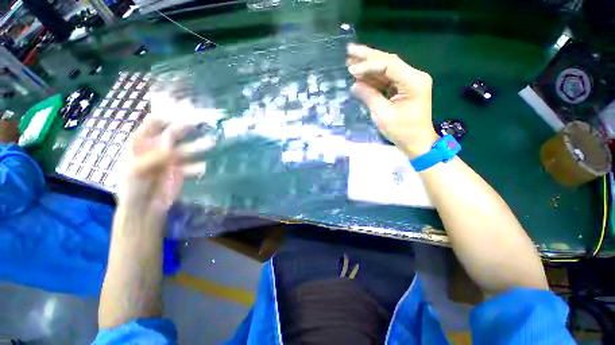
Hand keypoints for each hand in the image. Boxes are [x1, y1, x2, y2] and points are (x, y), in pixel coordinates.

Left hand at [116, 118, 213, 211]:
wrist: (144, 208)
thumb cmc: (132, 188)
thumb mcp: (136, 172)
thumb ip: (152, 159)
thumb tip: (171, 150)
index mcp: (142, 143)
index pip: (153, 123)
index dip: (166, 116)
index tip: (181, 112)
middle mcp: (159, 148)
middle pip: (174, 133)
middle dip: (186, 127)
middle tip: (200, 122)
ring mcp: (172, 159)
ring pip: (188, 148)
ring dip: (199, 146)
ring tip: (211, 143)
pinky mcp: (182, 170)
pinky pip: (194, 165)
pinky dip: (200, 167)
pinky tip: (205, 168)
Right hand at [347, 44, 438, 157]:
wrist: (417, 142)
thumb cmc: (402, 131)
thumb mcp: (382, 115)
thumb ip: (368, 96)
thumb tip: (354, 85)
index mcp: (413, 81)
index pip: (389, 65)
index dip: (368, 66)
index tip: (351, 70)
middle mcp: (413, 76)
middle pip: (388, 62)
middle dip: (368, 57)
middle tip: (350, 50)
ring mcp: (409, 82)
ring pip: (386, 69)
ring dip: (369, 66)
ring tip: (351, 60)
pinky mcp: (404, 88)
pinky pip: (387, 80)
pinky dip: (373, 79)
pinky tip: (360, 76)